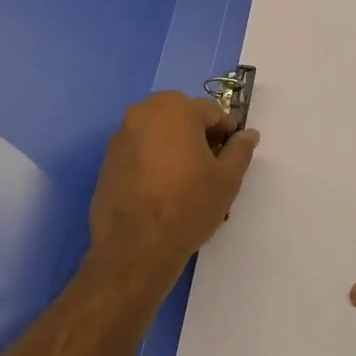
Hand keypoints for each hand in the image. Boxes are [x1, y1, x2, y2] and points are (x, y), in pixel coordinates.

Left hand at [81, 91, 258, 306]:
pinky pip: (140, 151)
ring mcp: (121, 136)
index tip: (234, 155)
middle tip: (212, 168)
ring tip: (187, 181)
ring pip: (159, 134)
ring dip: (175, 148)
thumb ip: (240, 150)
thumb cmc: (188, 205)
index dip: (228, 133)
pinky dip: (154, 161)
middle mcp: (143, 113)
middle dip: (199, 137)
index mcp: (175, 109)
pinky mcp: (107, 161)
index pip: (212, 112)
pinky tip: (162, 189)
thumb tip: (248, 134)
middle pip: (182, 118)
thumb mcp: (227, 178)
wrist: (134, 247)